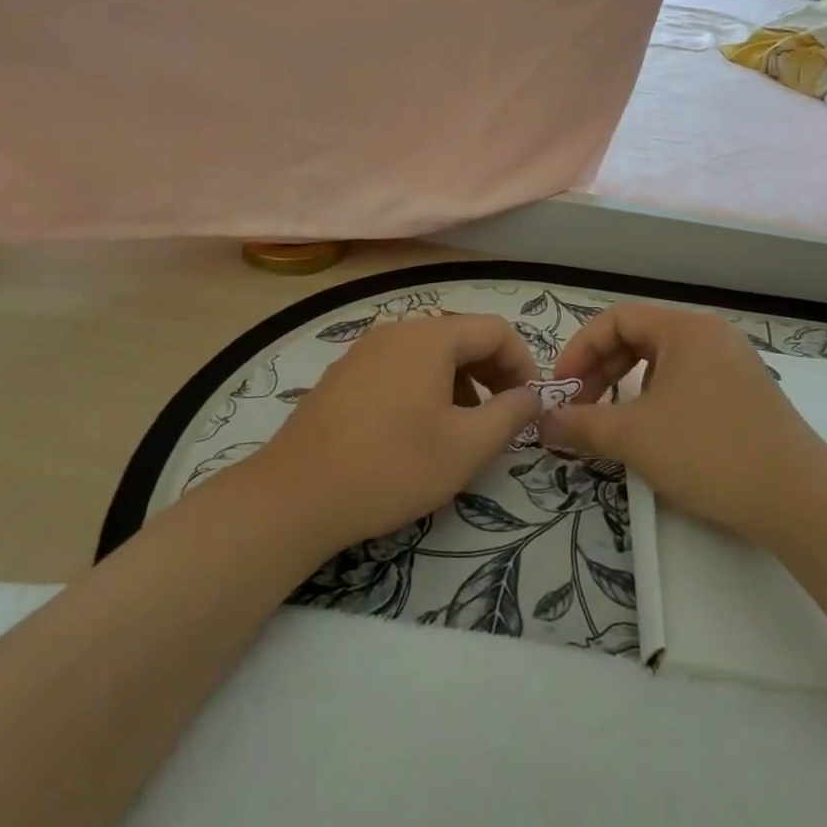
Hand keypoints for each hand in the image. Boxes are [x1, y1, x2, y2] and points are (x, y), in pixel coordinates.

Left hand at [243, 313, 540, 553]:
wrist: (295, 496)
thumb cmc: (392, 467)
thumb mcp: (466, 447)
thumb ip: (511, 415)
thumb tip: (532, 396)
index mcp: (430, 337)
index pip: (496, 331)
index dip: (523, 365)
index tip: (530, 406)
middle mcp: (397, 330)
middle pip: (462, 336)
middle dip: (493, 373)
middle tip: (504, 417)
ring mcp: (365, 350)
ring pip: (431, 353)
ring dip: (461, 382)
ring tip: (463, 427)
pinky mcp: (344, 374)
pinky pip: (400, 366)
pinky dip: (426, 386)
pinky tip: (418, 429)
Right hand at [541, 304, 826, 542]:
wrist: (799, 499)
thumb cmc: (709, 451)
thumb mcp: (634, 437)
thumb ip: (582, 424)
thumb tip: (543, 422)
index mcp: (685, 328)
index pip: (617, 319)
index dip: (581, 350)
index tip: (563, 389)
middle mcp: (711, 335)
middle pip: (639, 337)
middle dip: (602, 370)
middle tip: (581, 407)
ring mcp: (733, 363)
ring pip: (663, 361)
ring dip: (627, 386)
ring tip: (613, 422)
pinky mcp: (746, 394)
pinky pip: (688, 381)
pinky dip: (658, 399)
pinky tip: (654, 433)